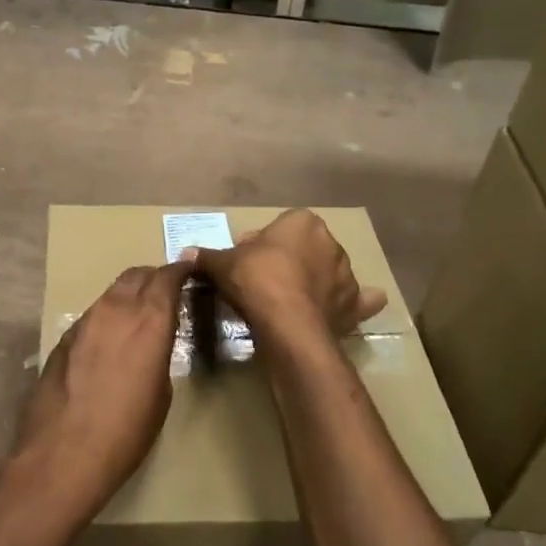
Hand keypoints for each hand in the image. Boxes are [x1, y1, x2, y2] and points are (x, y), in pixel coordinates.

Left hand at [11, 262, 192, 521]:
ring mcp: (85, 321)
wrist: (63, 454)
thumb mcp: (161, 393)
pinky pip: (93, 315)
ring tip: (139, 314)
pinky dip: (108, 316)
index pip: (167, 277)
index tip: (191, 270)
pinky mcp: (63, 338)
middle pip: (136, 275)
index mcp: (148, 320)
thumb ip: (159, 353)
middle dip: (154, 276)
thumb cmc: (126, 432)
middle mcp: (115, 309)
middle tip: (167, 289)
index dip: (180, 270)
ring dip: (129, 294)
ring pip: (112, 292)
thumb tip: (152, 343)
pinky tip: (110, 340)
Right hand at [189, 209, 386, 336]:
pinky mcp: (354, 305)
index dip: (261, 245)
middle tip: (263, 283)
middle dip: (289, 261)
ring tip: (292, 302)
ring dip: (316, 282)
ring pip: (330, 273)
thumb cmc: (257, 280)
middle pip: (305, 249)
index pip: (280, 227)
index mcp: (303, 222)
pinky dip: (358, 304)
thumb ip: (207, 256)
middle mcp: (331, 243)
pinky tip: (347, 309)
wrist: (288, 323)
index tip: (246, 263)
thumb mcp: (224, 264)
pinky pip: (360, 301)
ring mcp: (347, 274)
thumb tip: (185, 253)